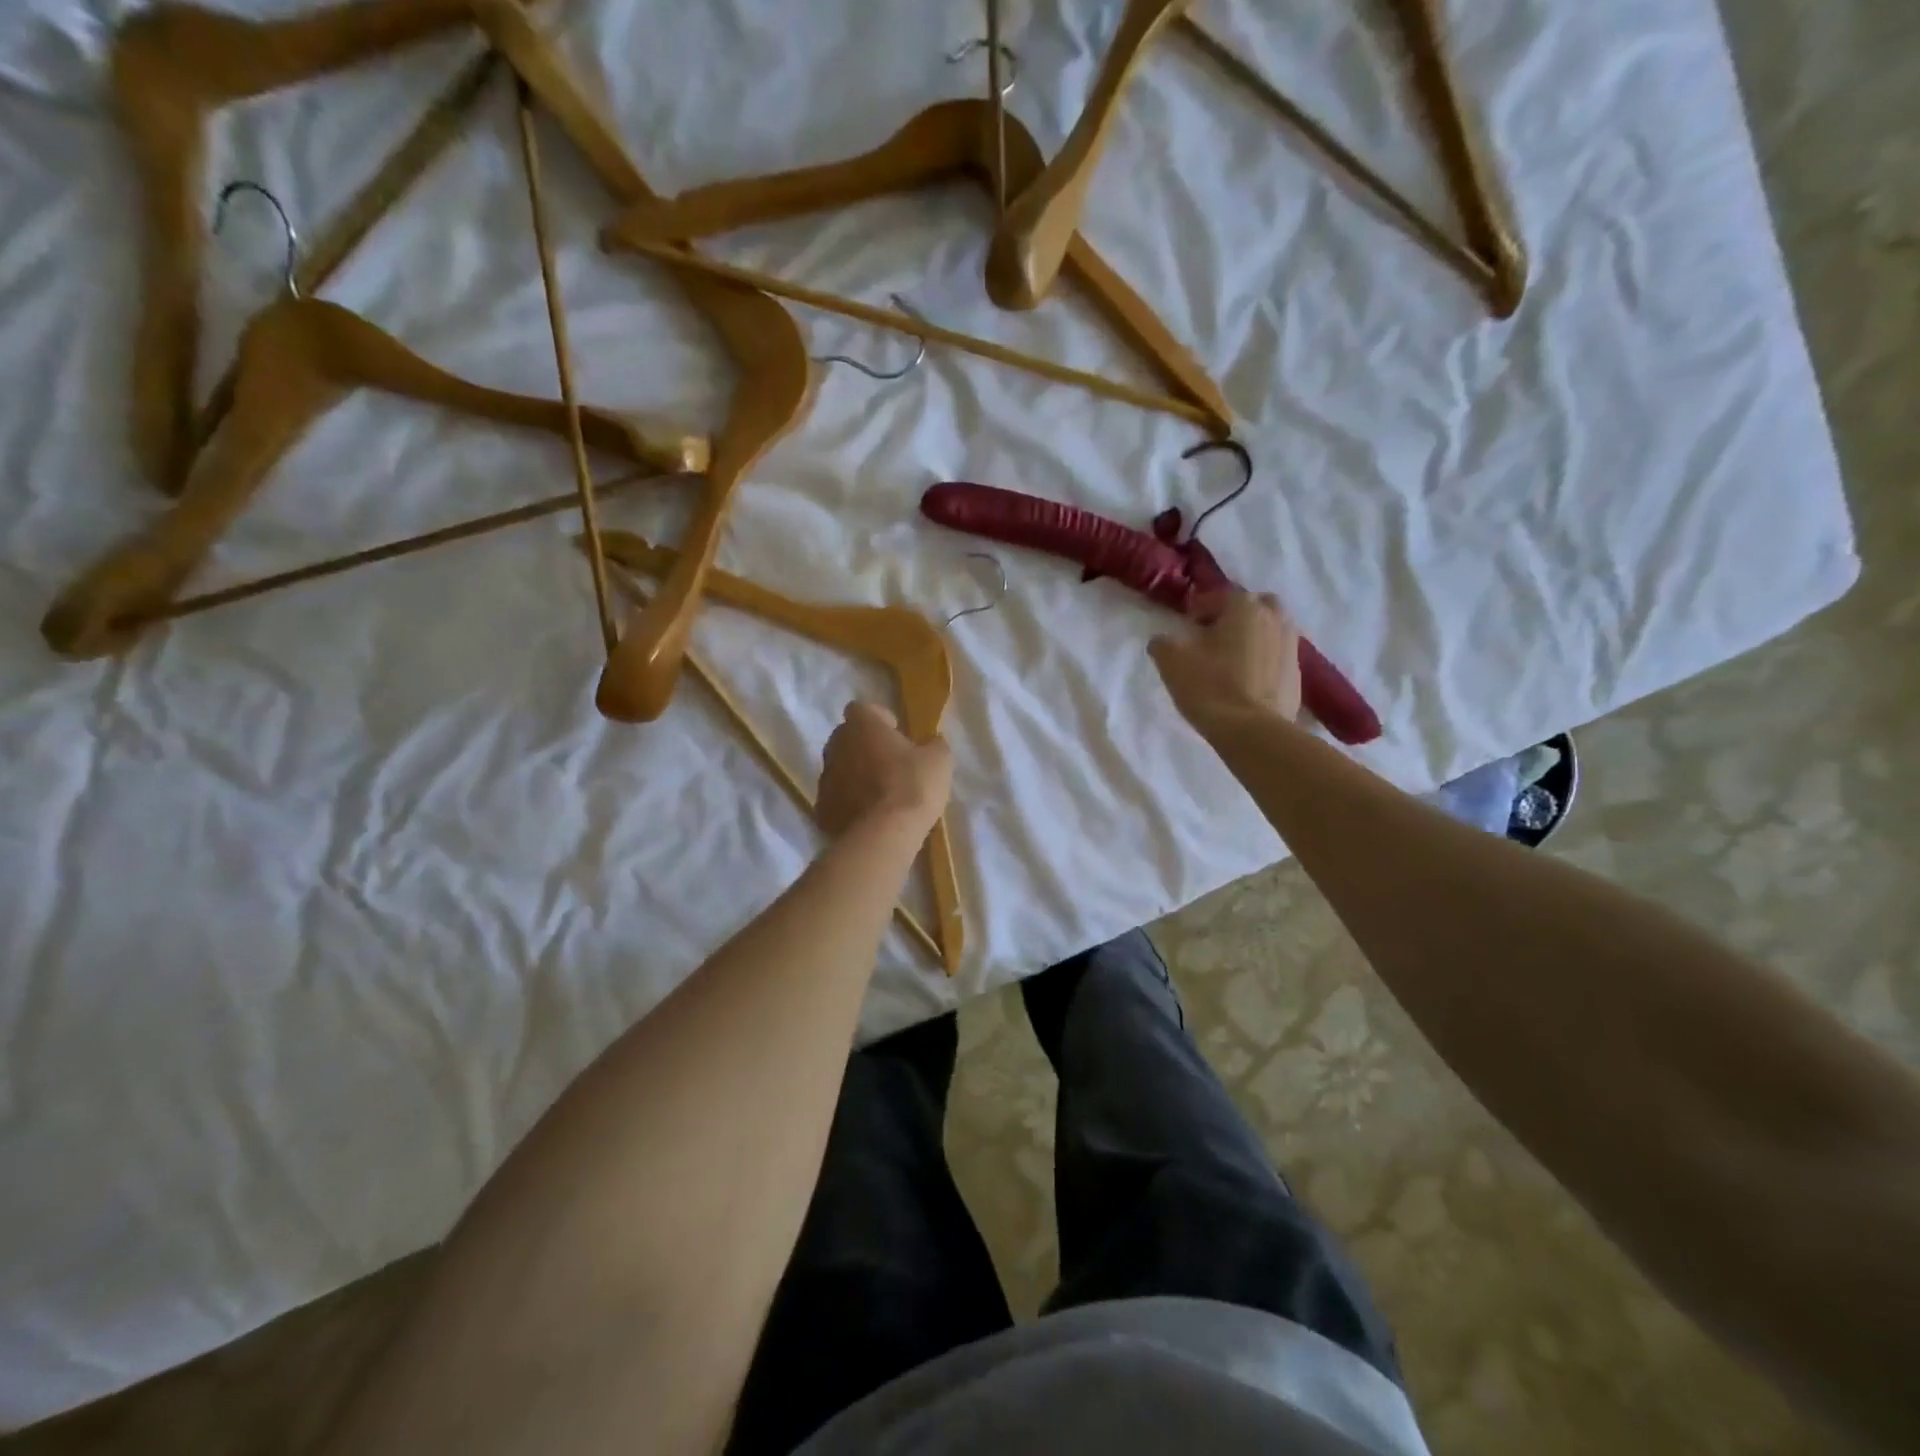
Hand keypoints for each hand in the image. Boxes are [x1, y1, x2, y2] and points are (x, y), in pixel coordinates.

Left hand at [817, 702, 952, 838]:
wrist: (885, 833)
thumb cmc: (913, 785)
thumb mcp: (939, 759)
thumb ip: (933, 744)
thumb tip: (931, 742)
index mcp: (861, 726)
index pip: (861, 709)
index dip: (878, 718)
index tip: (895, 732)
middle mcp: (836, 746)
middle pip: (846, 738)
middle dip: (864, 746)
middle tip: (888, 762)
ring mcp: (825, 779)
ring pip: (839, 769)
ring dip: (855, 775)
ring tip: (879, 793)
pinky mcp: (822, 809)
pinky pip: (836, 799)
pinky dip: (848, 803)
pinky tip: (868, 816)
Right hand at [1149, 590, 1301, 727]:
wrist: (1252, 731)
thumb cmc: (1210, 687)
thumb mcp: (1173, 663)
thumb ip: (1163, 644)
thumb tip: (1162, 641)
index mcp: (1245, 608)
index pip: (1221, 596)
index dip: (1201, 607)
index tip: (1188, 622)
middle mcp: (1275, 619)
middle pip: (1256, 606)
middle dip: (1237, 615)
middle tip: (1215, 634)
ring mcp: (1291, 647)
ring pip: (1271, 630)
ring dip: (1253, 636)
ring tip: (1230, 657)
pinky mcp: (1298, 675)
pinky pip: (1277, 657)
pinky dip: (1263, 660)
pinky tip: (1246, 678)